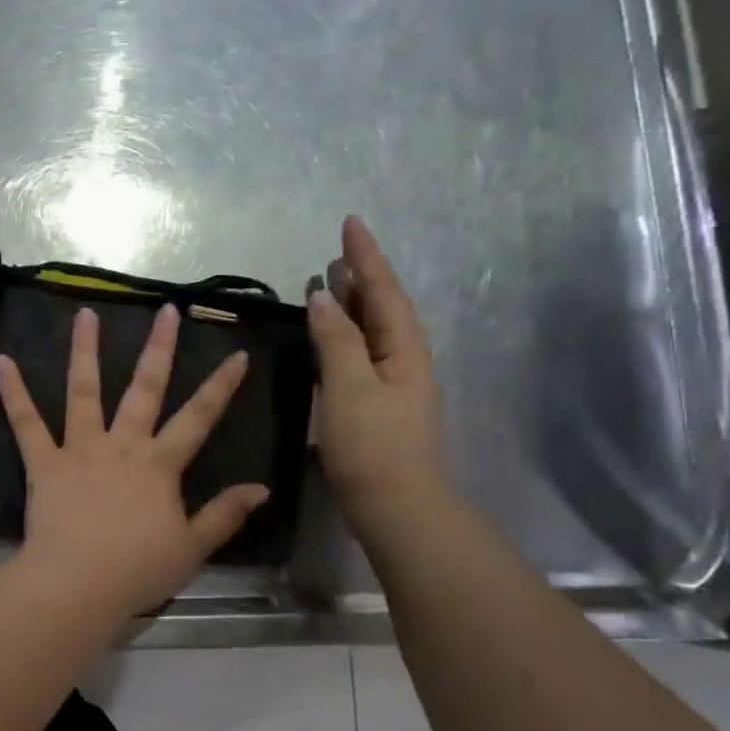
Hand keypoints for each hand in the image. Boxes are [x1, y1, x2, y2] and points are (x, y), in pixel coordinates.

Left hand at [0, 304, 270, 617]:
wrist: (79, 584)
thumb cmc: (138, 570)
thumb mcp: (193, 548)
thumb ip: (225, 514)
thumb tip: (261, 488)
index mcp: (160, 465)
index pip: (199, 418)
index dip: (221, 386)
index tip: (237, 354)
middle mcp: (122, 446)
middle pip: (145, 389)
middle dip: (159, 348)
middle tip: (166, 309)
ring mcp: (81, 450)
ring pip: (84, 392)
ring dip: (85, 351)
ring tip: (85, 313)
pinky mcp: (45, 463)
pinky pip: (26, 423)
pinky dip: (13, 392)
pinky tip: (1, 360)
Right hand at [308, 216, 449, 531]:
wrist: (397, 507)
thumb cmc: (372, 445)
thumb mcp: (350, 386)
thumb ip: (336, 339)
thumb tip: (324, 295)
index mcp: (404, 350)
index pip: (384, 291)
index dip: (367, 257)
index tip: (351, 222)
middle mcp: (406, 361)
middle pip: (384, 308)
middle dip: (363, 277)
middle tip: (340, 251)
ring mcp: (395, 386)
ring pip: (374, 332)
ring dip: (354, 305)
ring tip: (332, 284)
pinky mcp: (380, 407)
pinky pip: (363, 355)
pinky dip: (346, 336)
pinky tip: (332, 339)